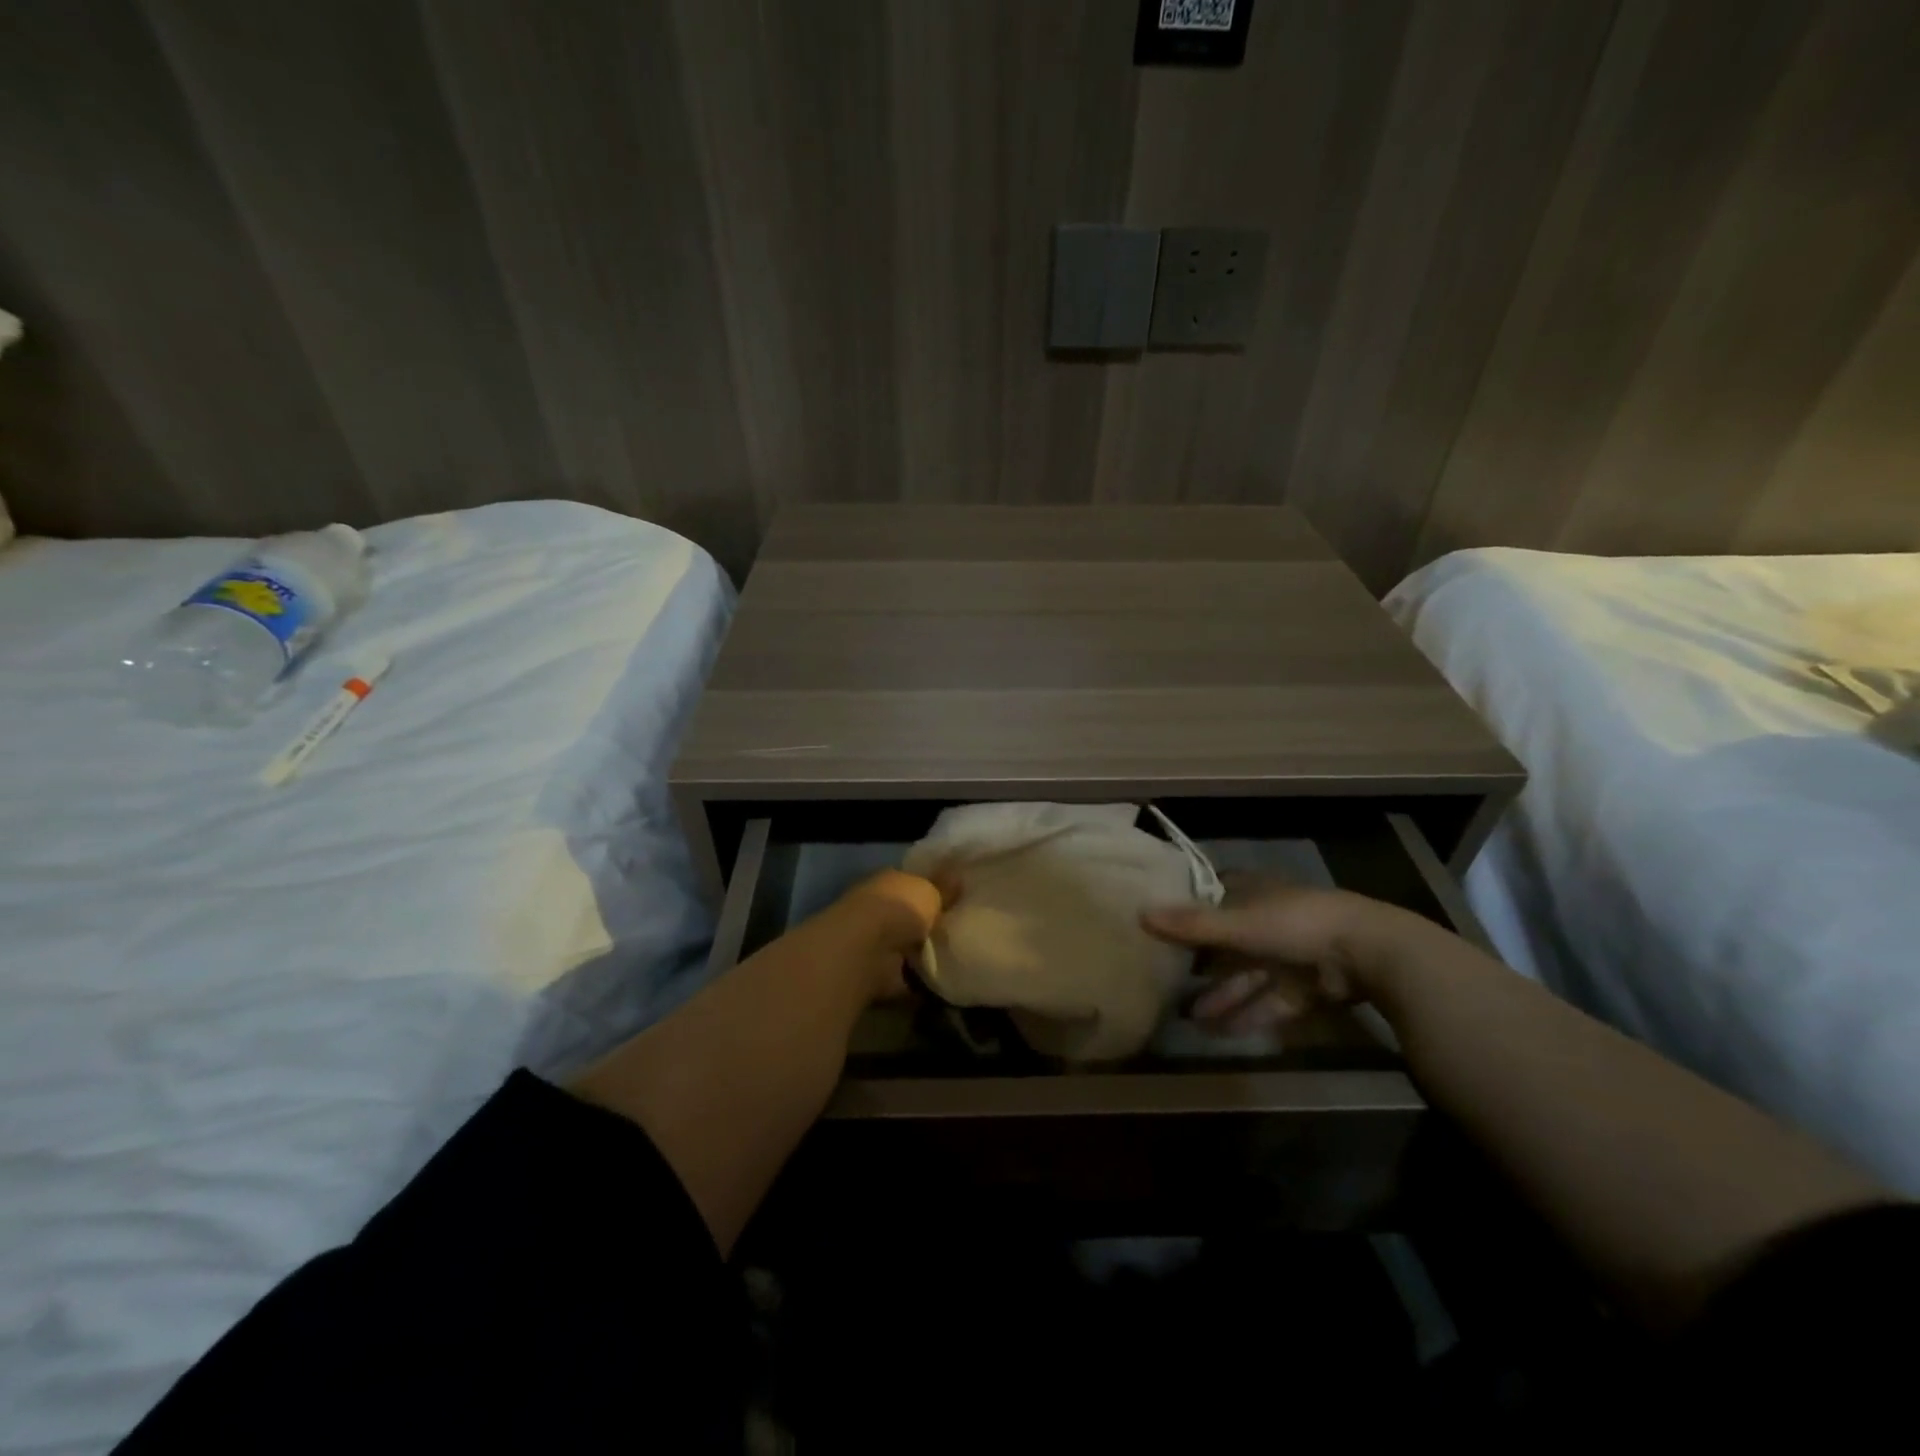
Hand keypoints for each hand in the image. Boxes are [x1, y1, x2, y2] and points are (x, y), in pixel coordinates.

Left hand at [831, 869, 951, 1003]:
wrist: (866, 952)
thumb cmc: (897, 908)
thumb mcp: (929, 891)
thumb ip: (944, 888)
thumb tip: (958, 876)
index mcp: (889, 882)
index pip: (913, 883)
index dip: (933, 889)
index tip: (958, 898)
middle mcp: (880, 910)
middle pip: (911, 916)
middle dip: (931, 924)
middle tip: (965, 931)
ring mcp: (878, 945)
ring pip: (909, 947)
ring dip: (927, 954)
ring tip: (961, 958)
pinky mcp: (881, 975)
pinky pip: (909, 978)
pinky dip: (923, 983)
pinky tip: (948, 983)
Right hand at [1142, 881, 1435, 1034]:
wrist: (1370, 953)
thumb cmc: (1296, 924)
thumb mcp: (1239, 924)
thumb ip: (1192, 925)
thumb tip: (1139, 915)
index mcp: (1254, 894)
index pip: (1215, 897)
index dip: (1190, 910)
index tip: (1163, 927)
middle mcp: (1270, 920)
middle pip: (1229, 942)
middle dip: (1203, 965)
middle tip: (1169, 983)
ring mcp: (1292, 954)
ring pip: (1249, 976)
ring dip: (1224, 996)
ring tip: (1191, 1019)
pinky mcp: (1309, 986)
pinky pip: (1271, 1000)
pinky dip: (1250, 1014)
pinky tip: (1223, 1032)